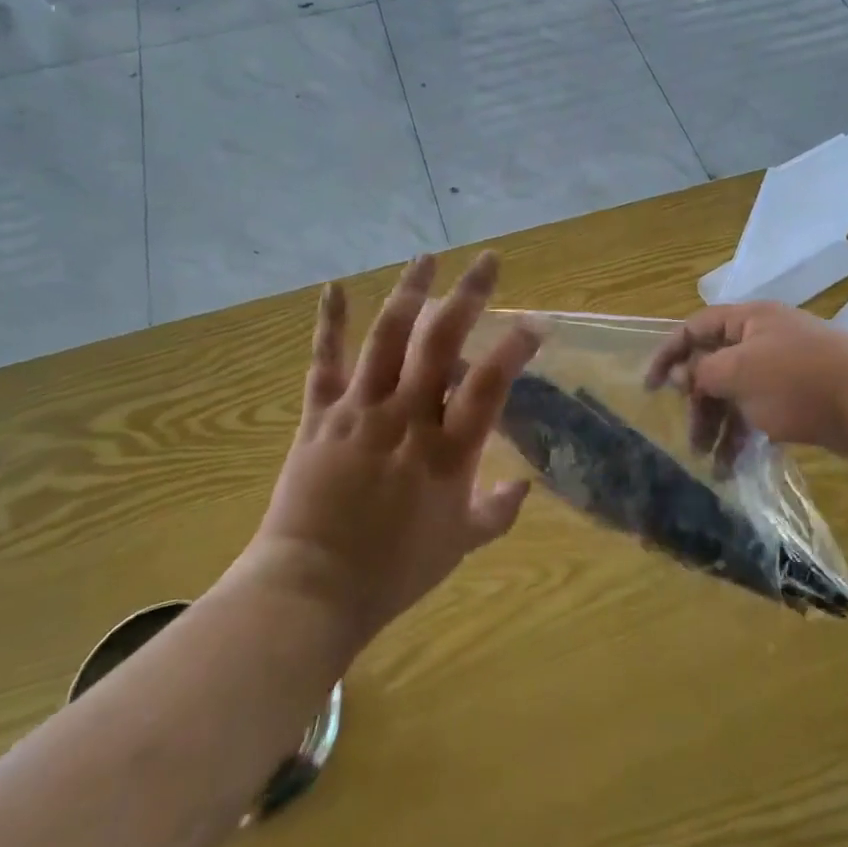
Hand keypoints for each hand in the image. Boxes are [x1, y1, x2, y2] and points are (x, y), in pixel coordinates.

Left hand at [242, 251, 540, 645]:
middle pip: (441, 343)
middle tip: (488, 260)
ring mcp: (360, 410)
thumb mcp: (460, 545)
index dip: (515, 348)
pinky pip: (325, 362)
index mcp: (447, 451)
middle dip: (468, 295)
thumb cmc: (393, 571)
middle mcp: (406, 417)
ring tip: (427, 258)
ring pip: (387, 338)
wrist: (311, 588)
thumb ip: (498, 511)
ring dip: (409, 293)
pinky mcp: (321, 415)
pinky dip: (331, 323)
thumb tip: (525, 485)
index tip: (536, 321)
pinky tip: (335, 286)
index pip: (489, 384)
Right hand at [645, 302, 847, 470]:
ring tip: (712, 463)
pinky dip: (746, 434)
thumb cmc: (802, 382)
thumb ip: (702, 371)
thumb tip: (676, 372)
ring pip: (739, 393)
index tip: (649, 387)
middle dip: (699, 401)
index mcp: (750, 320)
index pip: (696, 327)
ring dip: (721, 425)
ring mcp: (787, 369)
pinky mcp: (805, 399)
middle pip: (716, 364)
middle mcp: (766, 339)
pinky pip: (762, 412)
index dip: (669, 353)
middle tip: (690, 438)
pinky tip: (736, 465)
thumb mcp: (740, 373)